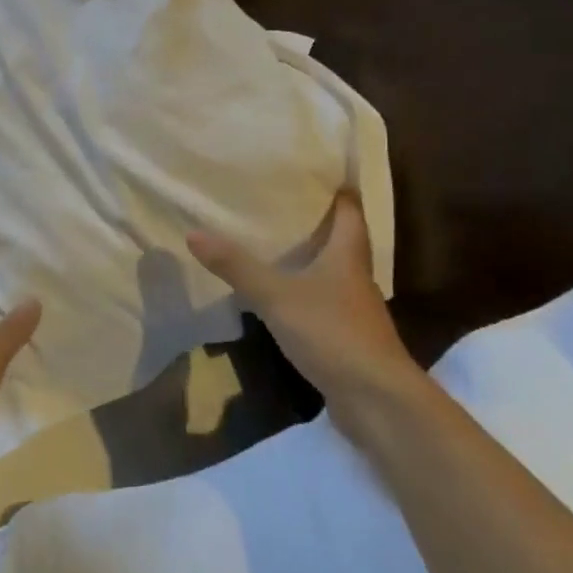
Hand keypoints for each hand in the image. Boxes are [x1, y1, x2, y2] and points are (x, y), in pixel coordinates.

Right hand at [187, 193, 420, 432]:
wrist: (378, 401)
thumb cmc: (333, 333)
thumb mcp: (277, 296)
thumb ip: (237, 267)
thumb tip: (194, 233)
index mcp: (347, 257)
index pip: (350, 212)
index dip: (338, 191)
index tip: (316, 171)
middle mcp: (355, 278)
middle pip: (342, 240)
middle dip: (318, 221)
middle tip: (282, 201)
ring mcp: (353, 311)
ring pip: (332, 272)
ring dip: (310, 258)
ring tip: (275, 242)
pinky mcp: (346, 338)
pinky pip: (323, 303)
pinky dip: (305, 292)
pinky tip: (281, 294)